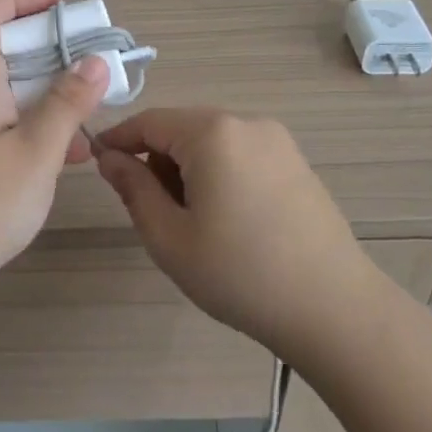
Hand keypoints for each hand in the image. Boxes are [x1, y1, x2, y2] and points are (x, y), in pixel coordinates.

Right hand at [95, 108, 370, 358]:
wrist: (334, 310)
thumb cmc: (240, 274)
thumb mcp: (169, 237)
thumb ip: (133, 189)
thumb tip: (111, 158)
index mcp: (212, 133)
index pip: (149, 122)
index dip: (118, 140)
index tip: (96, 163)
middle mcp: (246, 123)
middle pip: (181, 129)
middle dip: (156, 160)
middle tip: (149, 210)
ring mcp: (277, 141)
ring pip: (211, 142)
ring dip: (187, 168)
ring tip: (190, 221)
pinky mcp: (296, 162)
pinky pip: (240, 153)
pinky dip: (218, 173)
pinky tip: (226, 219)